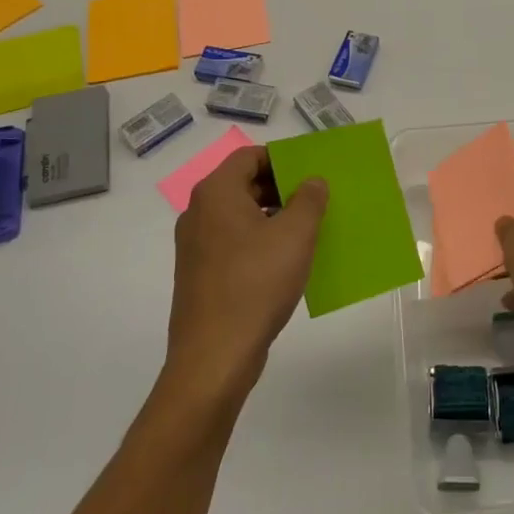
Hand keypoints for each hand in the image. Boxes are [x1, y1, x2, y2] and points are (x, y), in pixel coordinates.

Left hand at [165, 146, 327, 400]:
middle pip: (244, 184)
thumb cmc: (256, 284)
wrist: (214, 356)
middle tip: (317, 200)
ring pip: (240, 215)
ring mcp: (196, 246)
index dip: (282, 158)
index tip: (312, 172)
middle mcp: (199, 213)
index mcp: (216, 194)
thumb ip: (309, 199)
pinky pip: (234, 242)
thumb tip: (312, 181)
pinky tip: (288, 260)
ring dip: (274, 216)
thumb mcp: (295, 235)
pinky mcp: (201, 274)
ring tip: (309, 230)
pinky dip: (260, 240)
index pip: (249, 156)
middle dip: (282, 188)